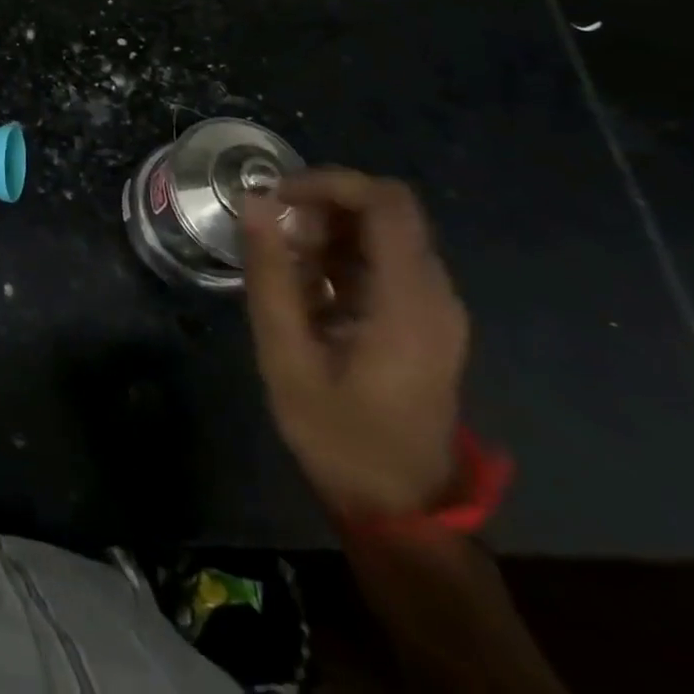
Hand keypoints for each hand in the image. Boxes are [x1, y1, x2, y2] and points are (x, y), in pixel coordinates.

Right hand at [241, 169, 468, 520]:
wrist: (400, 512)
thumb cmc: (339, 435)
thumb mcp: (287, 355)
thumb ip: (271, 273)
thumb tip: (257, 200)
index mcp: (410, 302)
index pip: (386, 202)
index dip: (329, 182)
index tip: (277, 195)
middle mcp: (436, 295)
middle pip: (386, 211)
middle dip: (323, 206)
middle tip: (275, 234)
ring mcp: (436, 309)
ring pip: (383, 233)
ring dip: (328, 232)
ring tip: (284, 266)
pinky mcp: (426, 320)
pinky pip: (383, 262)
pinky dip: (340, 257)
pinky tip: (307, 290)